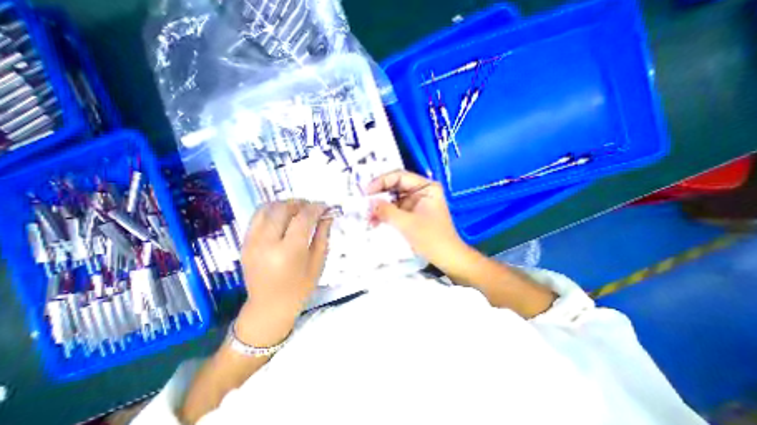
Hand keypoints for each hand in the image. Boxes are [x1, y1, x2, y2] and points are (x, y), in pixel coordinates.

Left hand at [236, 199, 330, 344]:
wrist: (269, 306)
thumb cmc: (300, 287)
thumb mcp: (318, 262)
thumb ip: (323, 234)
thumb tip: (327, 214)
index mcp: (289, 252)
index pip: (303, 218)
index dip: (316, 208)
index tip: (325, 206)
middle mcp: (267, 243)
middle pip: (283, 209)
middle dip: (300, 203)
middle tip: (311, 207)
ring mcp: (252, 242)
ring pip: (267, 208)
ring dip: (285, 204)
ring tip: (297, 209)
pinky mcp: (244, 243)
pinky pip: (257, 217)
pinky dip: (272, 211)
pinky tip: (283, 217)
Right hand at [368, 171, 470, 270]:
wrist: (447, 257)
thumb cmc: (431, 238)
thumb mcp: (407, 223)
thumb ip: (387, 211)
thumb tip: (369, 203)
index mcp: (426, 187)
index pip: (399, 176)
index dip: (381, 181)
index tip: (366, 191)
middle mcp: (421, 191)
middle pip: (395, 187)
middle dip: (379, 195)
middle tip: (363, 202)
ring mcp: (416, 202)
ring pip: (393, 199)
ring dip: (380, 207)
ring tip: (367, 215)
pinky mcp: (412, 213)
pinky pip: (395, 209)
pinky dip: (385, 214)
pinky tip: (375, 221)